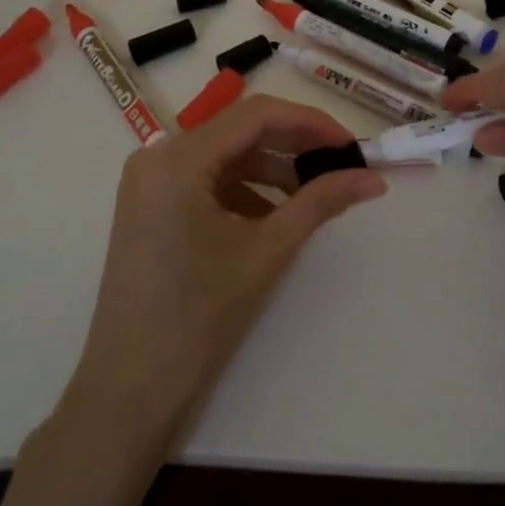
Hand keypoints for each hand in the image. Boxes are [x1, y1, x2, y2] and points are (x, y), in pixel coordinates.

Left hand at [60, 95, 385, 449]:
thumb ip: (321, 202)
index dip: (310, 123)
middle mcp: (157, 156)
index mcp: (178, 158)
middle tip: (343, 164)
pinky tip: (275, 216)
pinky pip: (206, 180)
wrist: (131, 390)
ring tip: (316, 194)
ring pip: (225, 156)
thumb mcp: (267, 252)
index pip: (256, 114)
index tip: (353, 145)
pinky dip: (245, 190)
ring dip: (272, 169)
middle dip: (294, 145)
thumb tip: (374, 178)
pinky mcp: (150, 205)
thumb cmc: (199, 317)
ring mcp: (149, 181)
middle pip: (239, 131)